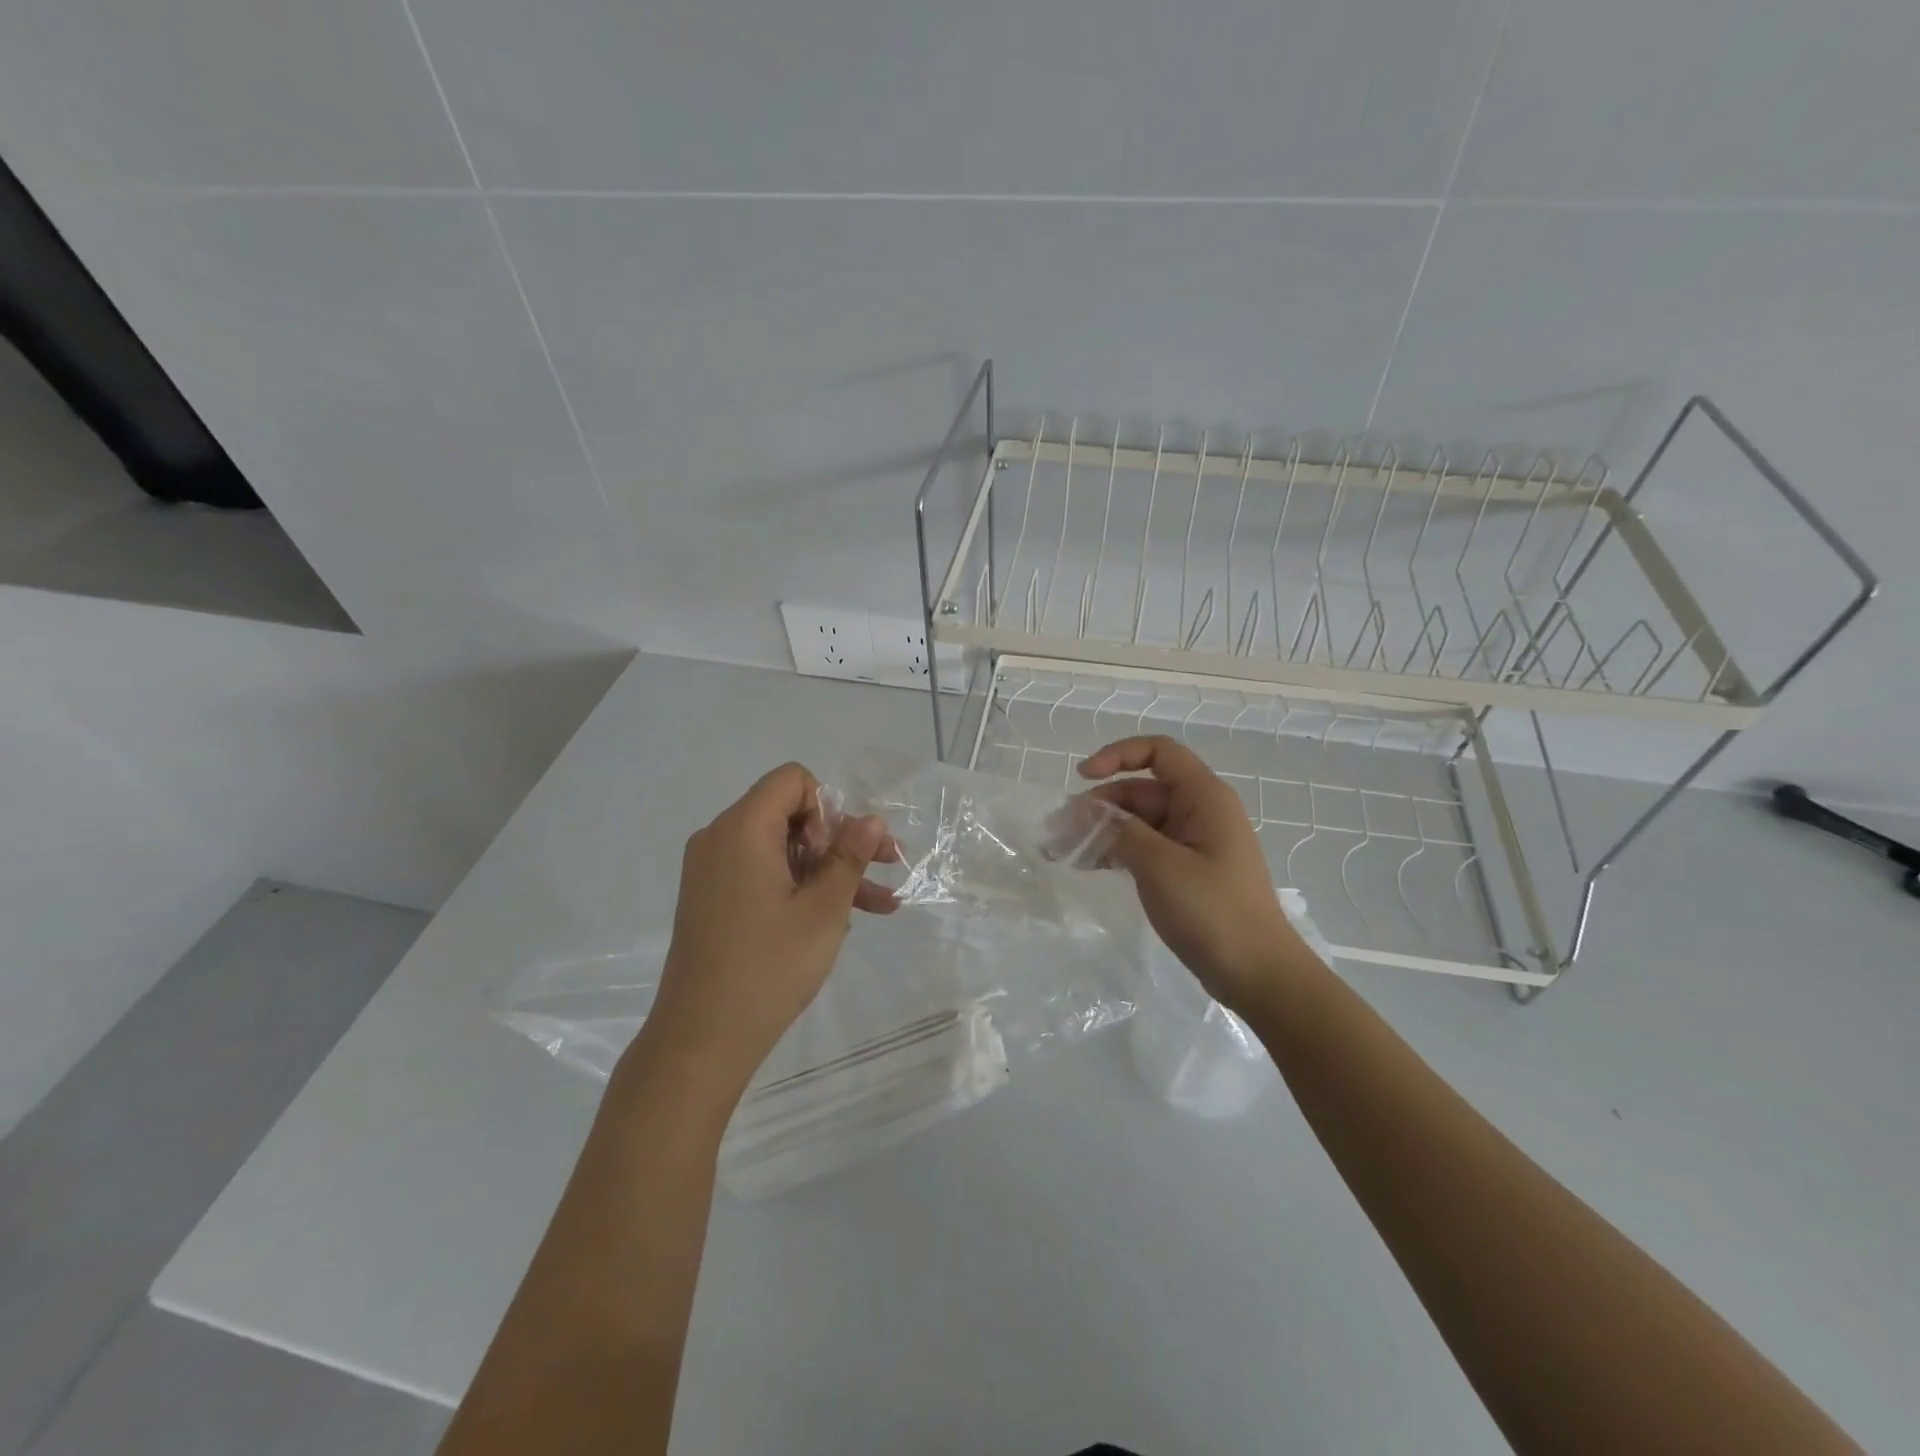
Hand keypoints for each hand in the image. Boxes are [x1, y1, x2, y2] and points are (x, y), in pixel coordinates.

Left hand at [640, 762, 896, 1096]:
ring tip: (881, 902)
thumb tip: (871, 819)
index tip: (842, 851)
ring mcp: (713, 871)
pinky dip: (800, 888)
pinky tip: (846, 918)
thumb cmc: (768, 967)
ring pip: (783, 849)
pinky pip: (764, 875)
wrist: (701, 1039)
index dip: (829, 807)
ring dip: (829, 870)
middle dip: (840, 839)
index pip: (792, 781)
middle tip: (885, 867)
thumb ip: (850, 856)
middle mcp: (721, 838)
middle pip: (790, 814)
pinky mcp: (714, 899)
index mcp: (742, 829)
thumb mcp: (823, 909)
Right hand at [1078, 735, 1318, 1013]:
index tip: (1082, 777)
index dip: (1118, 755)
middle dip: (1099, 804)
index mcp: (1204, 797)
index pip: (1159, 752)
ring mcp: (1194, 843)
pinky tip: (1088, 865)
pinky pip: (1146, 847)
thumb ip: (1120, 831)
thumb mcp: (1160, 866)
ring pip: (1139, 821)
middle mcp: (1200, 812)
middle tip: (1058, 830)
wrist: (1258, 975)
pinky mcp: (1187, 870)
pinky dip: (1117, 851)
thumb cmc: (1213, 912)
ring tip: (1062, 850)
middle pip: (1141, 790)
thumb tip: (1089, 813)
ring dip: (1102, 830)